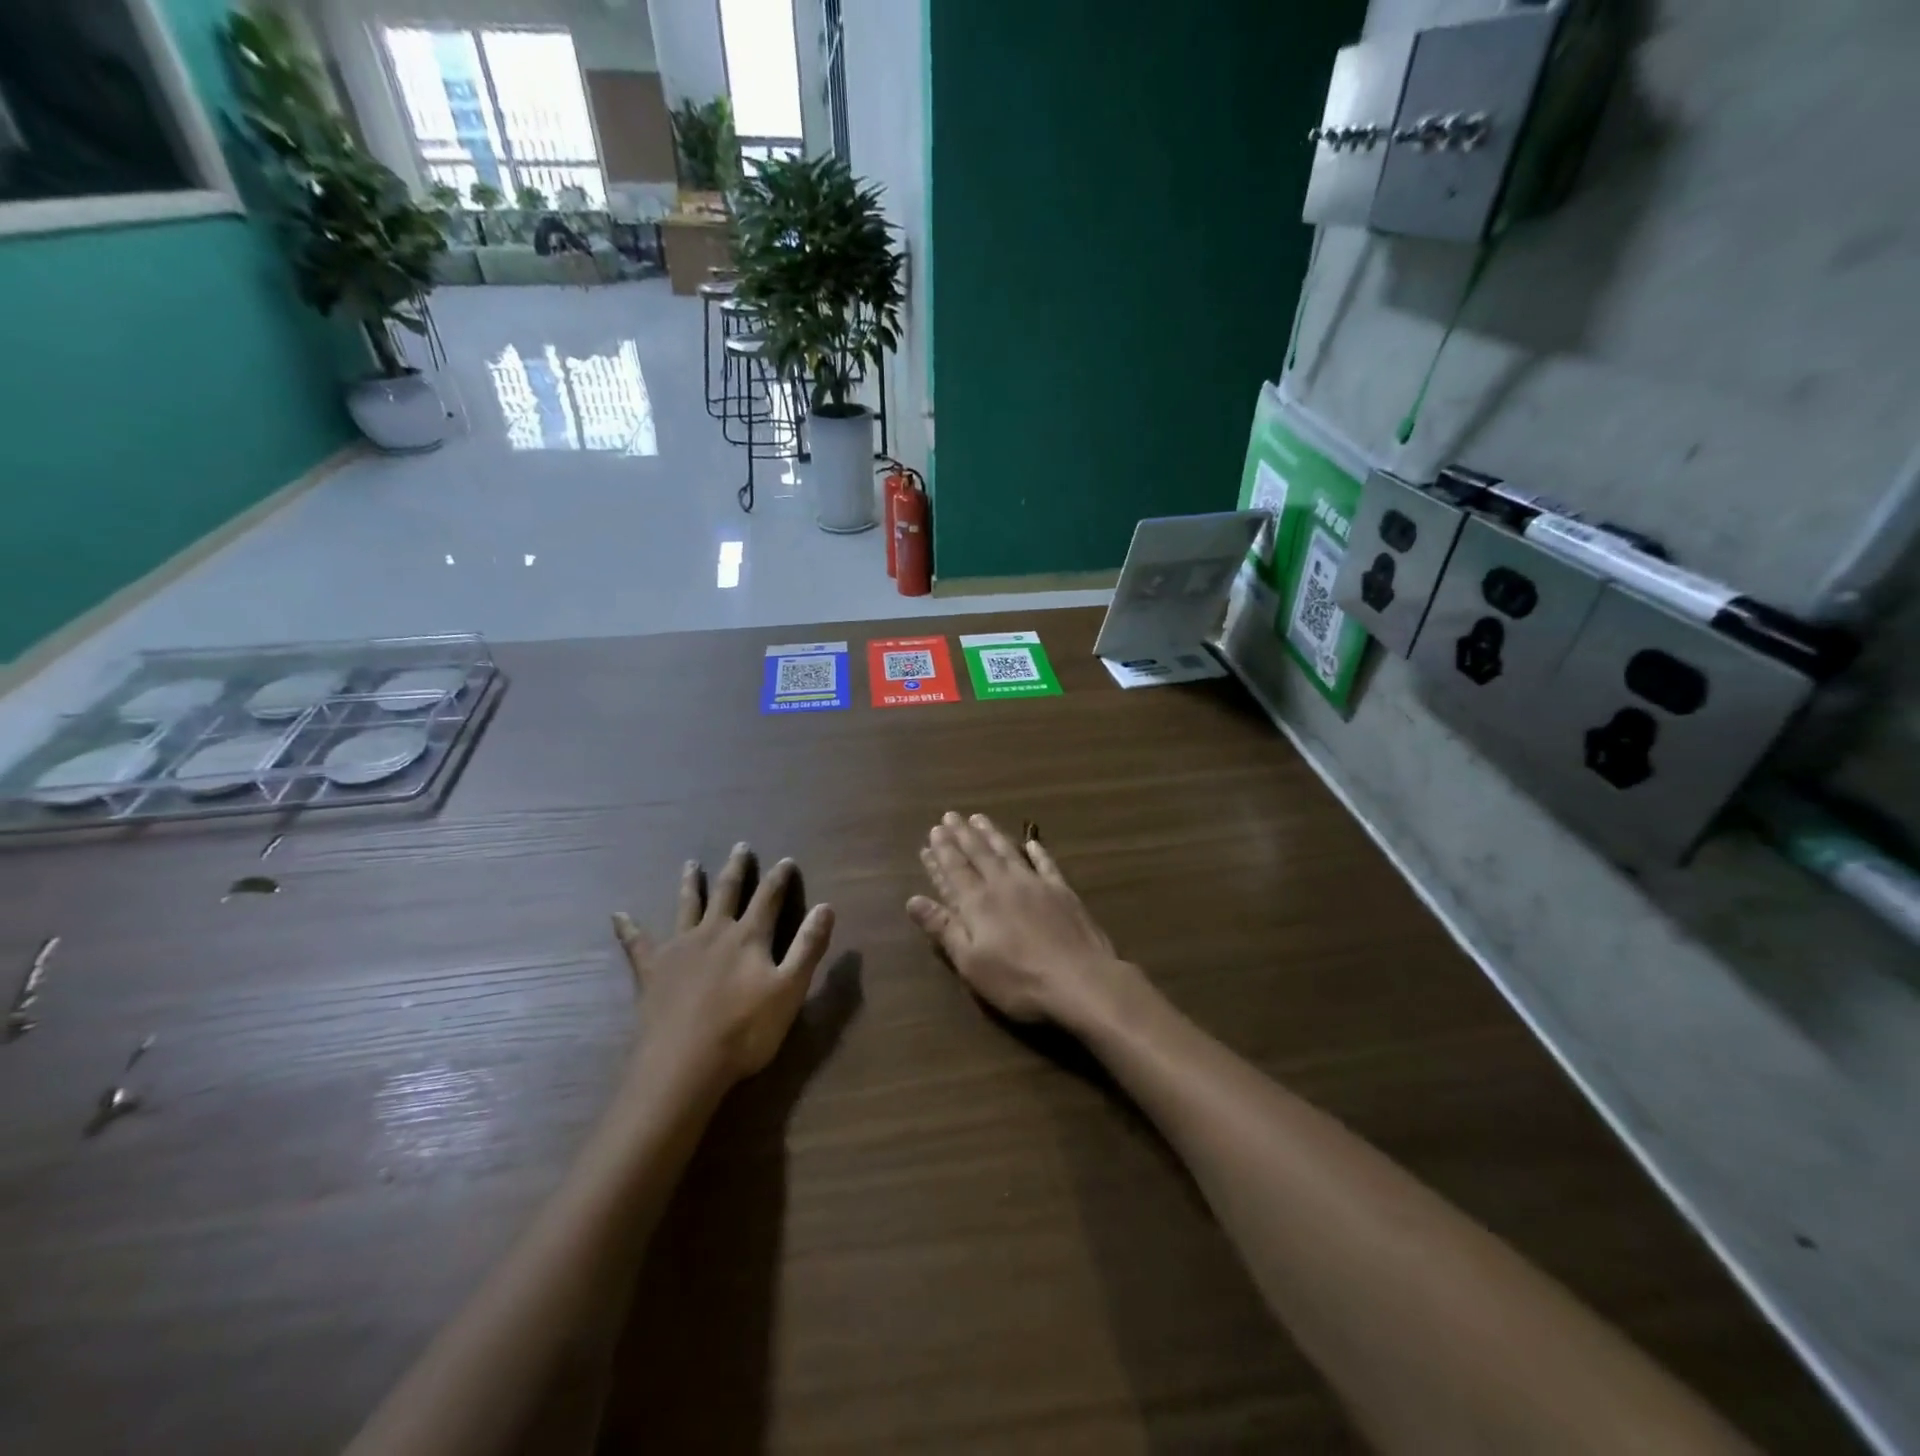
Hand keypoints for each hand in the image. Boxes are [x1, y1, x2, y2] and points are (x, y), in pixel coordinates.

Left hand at [613, 844, 834, 1090]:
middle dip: (736, 869)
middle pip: (727, 892)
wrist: (683, 1064)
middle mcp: (714, 932)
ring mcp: (679, 948)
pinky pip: (637, 943)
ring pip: (687, 906)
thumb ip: (808, 947)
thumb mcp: (790, 990)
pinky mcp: (652, 970)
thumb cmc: (745, 1030)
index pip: (769, 898)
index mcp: (749, 937)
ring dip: (690, 884)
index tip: (785, 860)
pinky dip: (628, 927)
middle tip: (740, 846)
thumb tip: (826, 906)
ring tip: (690, 864)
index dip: (779, 878)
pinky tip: (618, 914)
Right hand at [906, 812, 1141, 1033]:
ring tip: (979, 818)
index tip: (933, 831)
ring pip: (1008, 851)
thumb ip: (943, 928)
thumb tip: (913, 900)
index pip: (955, 870)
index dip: (942, 851)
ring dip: (992, 834)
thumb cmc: (1018, 979)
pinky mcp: (1062, 891)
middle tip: (950, 815)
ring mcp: (1035, 884)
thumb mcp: (971, 962)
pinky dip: (1037, 851)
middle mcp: (1003, 884)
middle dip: (962, 834)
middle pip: (979, 853)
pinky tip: (1031, 842)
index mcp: (978, 902)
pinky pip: (1046, 864)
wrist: (1080, 980)